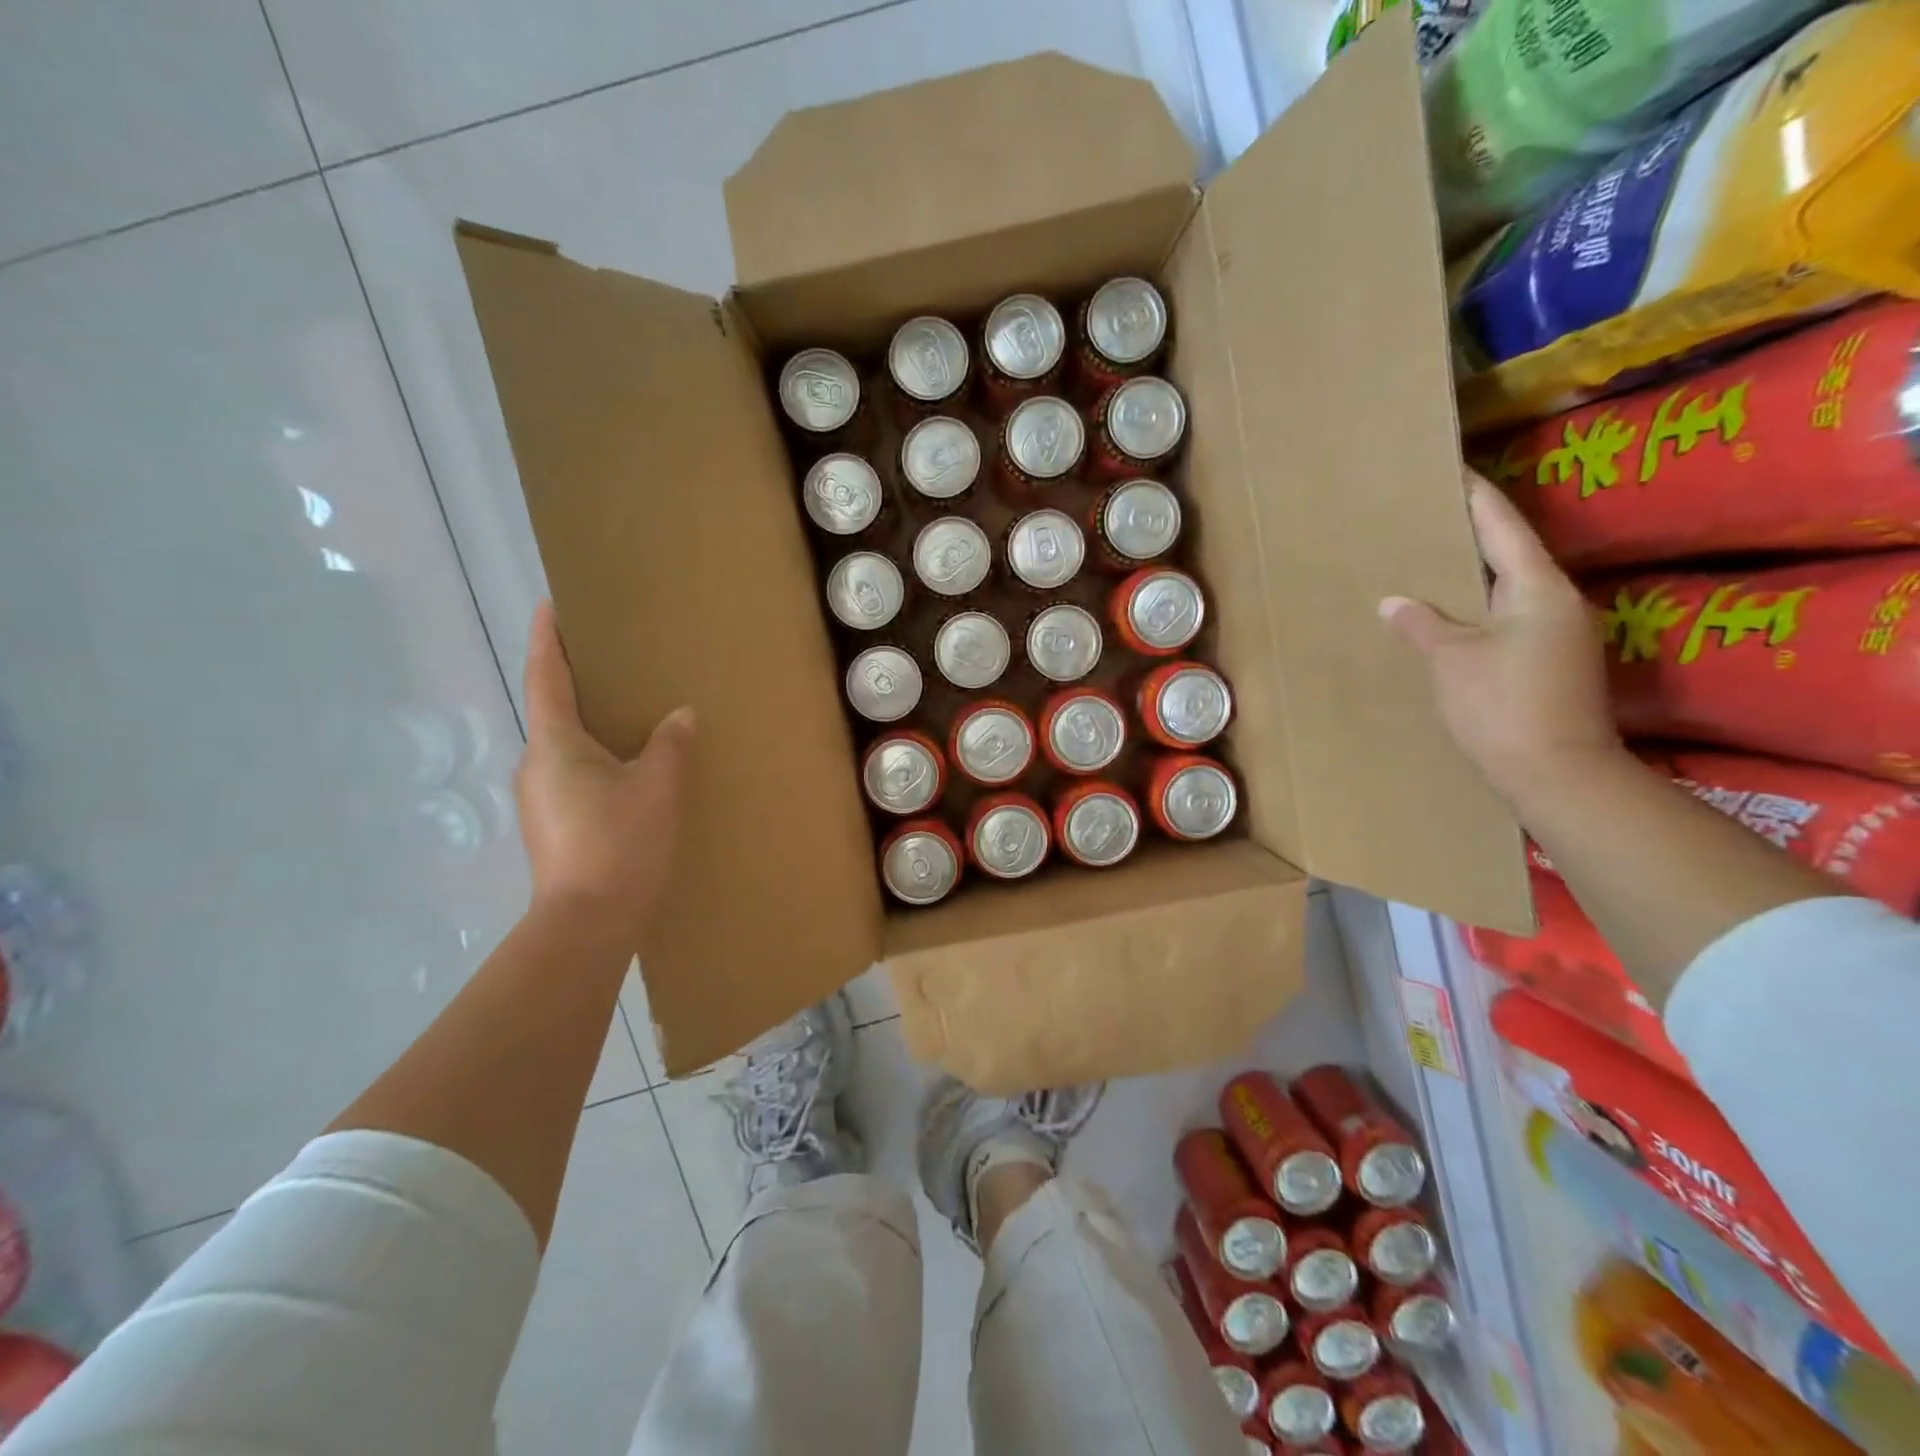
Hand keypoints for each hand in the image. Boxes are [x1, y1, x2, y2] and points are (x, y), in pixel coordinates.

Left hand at [515, 600, 693, 949]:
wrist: (587, 923)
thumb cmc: (619, 842)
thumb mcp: (657, 786)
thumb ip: (669, 745)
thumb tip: (680, 716)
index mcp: (554, 744)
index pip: (545, 676)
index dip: (546, 639)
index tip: (549, 605)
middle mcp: (535, 765)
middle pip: (552, 710)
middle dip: (573, 682)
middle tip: (608, 661)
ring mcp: (540, 800)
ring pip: (564, 747)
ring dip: (587, 725)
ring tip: (625, 716)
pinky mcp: (552, 827)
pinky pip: (572, 775)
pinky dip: (594, 758)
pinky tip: (625, 771)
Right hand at [1380, 474, 1623, 803]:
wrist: (1557, 774)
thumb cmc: (1503, 705)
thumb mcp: (1452, 660)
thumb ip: (1422, 624)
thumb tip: (1394, 601)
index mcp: (1537, 589)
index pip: (1502, 528)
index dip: (1475, 497)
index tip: (1451, 470)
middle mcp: (1556, 603)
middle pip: (1508, 556)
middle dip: (1469, 537)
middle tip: (1426, 519)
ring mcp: (1556, 636)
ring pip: (1505, 592)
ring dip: (1470, 578)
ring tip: (1426, 566)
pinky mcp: (1547, 664)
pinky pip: (1505, 622)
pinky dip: (1475, 611)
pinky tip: (1445, 619)